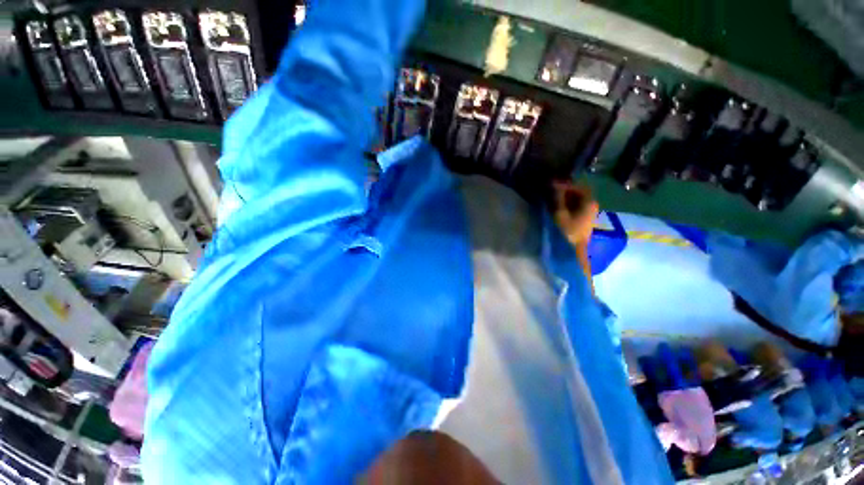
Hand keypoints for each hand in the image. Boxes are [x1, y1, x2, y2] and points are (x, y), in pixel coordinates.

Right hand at [552, 182, 598, 247]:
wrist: (578, 248)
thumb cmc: (569, 230)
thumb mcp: (560, 213)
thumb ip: (558, 197)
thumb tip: (554, 184)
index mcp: (588, 201)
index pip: (578, 186)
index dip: (565, 183)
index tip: (553, 183)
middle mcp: (592, 203)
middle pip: (579, 190)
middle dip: (565, 188)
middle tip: (552, 189)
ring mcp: (590, 210)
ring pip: (577, 197)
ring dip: (566, 195)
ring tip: (553, 196)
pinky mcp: (586, 216)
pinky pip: (577, 203)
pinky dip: (568, 201)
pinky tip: (559, 204)